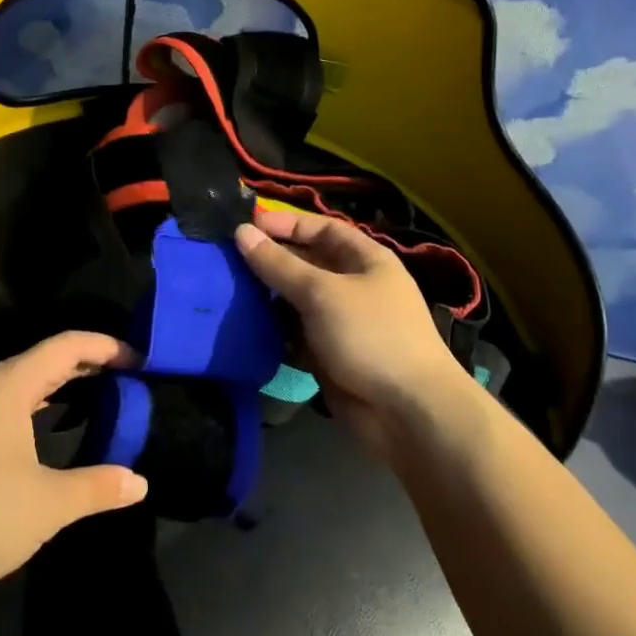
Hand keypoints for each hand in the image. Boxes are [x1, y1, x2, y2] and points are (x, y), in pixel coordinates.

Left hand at [0, 332, 149, 591]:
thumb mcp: (47, 504)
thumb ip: (96, 488)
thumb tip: (139, 483)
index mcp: (10, 385)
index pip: (67, 346)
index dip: (107, 347)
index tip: (140, 361)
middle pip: (45, 358)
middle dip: (87, 364)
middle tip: (126, 378)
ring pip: (23, 382)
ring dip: (61, 385)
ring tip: (96, 397)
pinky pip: (7, 402)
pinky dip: (38, 404)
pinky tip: (47, 429)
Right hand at [235, 209, 469, 461]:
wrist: (408, 412)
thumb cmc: (370, 335)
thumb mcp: (321, 292)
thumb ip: (279, 264)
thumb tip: (241, 232)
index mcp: (366, 260)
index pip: (322, 229)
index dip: (287, 223)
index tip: (248, 224)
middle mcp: (354, 286)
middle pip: (307, 264)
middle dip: (272, 260)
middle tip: (228, 259)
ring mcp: (342, 322)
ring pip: (297, 300)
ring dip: (268, 297)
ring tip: (228, 289)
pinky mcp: (329, 354)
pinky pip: (296, 333)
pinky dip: (274, 330)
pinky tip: (244, 326)